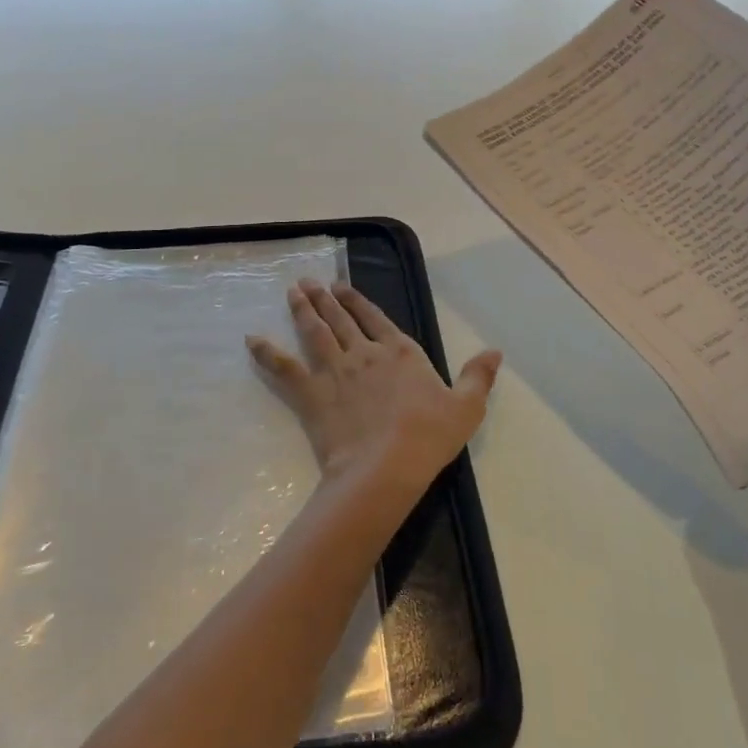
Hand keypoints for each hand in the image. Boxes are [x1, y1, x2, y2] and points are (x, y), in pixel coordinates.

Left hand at [248, 279, 501, 501]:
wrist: (387, 466)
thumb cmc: (429, 437)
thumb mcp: (466, 407)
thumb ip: (478, 376)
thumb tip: (495, 351)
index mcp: (400, 352)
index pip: (376, 318)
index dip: (358, 301)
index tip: (341, 287)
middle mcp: (365, 352)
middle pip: (340, 318)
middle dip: (324, 298)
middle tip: (308, 282)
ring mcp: (335, 370)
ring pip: (314, 332)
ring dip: (302, 310)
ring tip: (292, 292)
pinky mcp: (311, 393)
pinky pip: (284, 367)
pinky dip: (267, 352)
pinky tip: (252, 339)